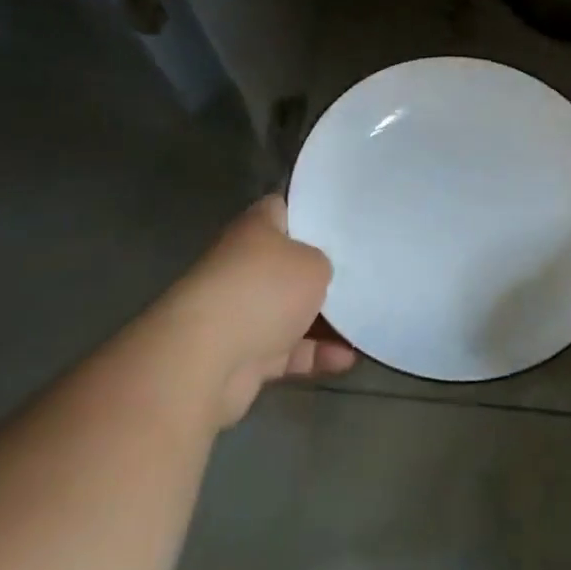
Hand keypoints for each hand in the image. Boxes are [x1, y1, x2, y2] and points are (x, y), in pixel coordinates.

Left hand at [181, 195, 355, 424]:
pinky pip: (287, 351)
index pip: (283, 208)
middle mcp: (243, 266)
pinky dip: (314, 355)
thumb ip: (322, 263)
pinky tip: (347, 359)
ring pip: (290, 311)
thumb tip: (317, 274)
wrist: (206, 361)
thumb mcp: (314, 264)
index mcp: (255, 230)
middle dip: (321, 272)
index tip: (342, 220)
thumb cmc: (264, 291)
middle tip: (362, 273)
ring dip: (324, 320)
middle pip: (289, 264)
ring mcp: (240, 312)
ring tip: (364, 321)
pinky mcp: (243, 356)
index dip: (311, 212)